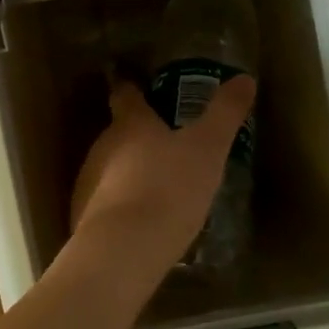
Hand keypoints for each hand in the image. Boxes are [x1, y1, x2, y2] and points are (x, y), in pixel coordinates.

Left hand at [69, 77, 255, 279]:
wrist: (124, 249)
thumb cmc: (169, 189)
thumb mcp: (208, 148)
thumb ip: (225, 114)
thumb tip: (244, 79)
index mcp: (130, 125)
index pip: (126, 96)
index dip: (133, 90)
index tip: (139, 89)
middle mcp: (102, 147)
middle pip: (118, 134)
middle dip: (139, 137)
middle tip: (166, 146)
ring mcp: (89, 183)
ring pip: (110, 169)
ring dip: (130, 174)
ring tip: (158, 188)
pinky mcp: (84, 217)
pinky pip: (107, 204)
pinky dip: (123, 206)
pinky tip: (142, 223)